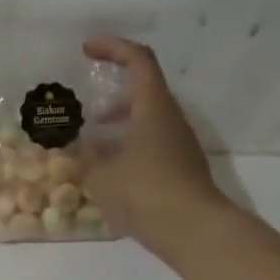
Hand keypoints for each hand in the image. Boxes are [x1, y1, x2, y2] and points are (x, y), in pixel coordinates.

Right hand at [83, 36, 279, 279]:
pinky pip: (152, 145)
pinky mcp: (182, 168)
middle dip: (113, 96)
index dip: (113, 48)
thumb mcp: (101, 176)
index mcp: (153, 108)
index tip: (87, 50)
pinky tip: (111, 173)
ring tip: (93, 147)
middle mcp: (171, 119)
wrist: (194, 231)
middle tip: (87, 112)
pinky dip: (130, 147)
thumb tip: (85, 151)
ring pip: (148, 121)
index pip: (138, 60)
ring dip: (121, 126)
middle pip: (144, 91)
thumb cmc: (144, 192)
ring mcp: (180, 144)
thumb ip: (88, 159)